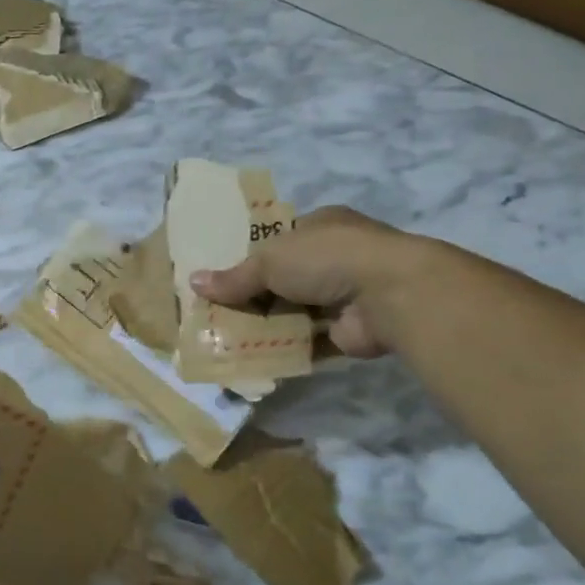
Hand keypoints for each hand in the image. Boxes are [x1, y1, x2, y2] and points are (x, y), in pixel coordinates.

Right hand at [189, 207, 418, 358]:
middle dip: (254, 296)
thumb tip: (194, 282)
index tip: (221, 279)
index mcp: (321, 226)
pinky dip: (286, 349)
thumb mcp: (270, 260)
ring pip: (295, 311)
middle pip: (284, 278)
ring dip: (267, 325)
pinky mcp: (350, 331)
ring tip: (227, 340)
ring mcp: (345, 295)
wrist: (390, 294)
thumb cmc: (327, 258)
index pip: (279, 240)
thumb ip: (234, 277)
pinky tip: (255, 358)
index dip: (250, 258)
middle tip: (217, 314)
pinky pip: (309, 341)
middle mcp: (335, 257)